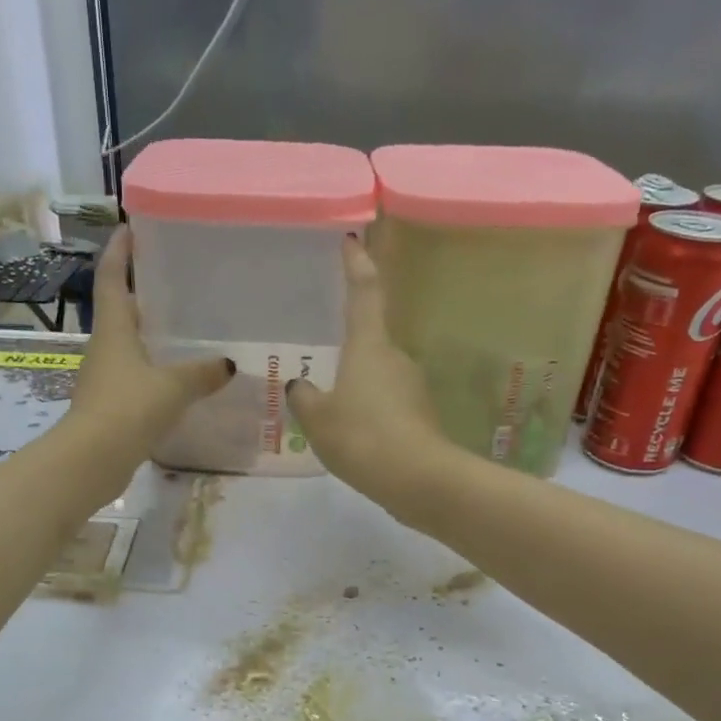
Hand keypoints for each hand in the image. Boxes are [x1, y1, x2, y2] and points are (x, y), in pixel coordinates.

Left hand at [68, 227, 232, 448]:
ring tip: (182, 327)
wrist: (92, 460)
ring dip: (148, 333)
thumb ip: (202, 373)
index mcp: (113, 329)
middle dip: (140, 291)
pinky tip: (177, 377)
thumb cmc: (128, 409)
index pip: (111, 278)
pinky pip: (135, 375)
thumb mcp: (172, 387)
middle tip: (171, 277)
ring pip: (128, 344)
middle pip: (120, 310)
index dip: (118, 252)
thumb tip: (227, 364)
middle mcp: (105, 347)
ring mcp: (105, 377)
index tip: (129, 228)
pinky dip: (153, 369)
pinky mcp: (110, 404)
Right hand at [286, 237, 449, 506]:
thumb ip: (304, 398)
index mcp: (369, 346)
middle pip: (368, 342)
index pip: (364, 292)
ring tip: (330, 416)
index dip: (357, 265)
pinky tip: (353, 439)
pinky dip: (369, 415)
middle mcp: (395, 358)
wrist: (419, 480)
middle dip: (346, 354)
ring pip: (376, 378)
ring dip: (355, 389)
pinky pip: (386, 406)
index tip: (351, 241)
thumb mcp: (318, 419)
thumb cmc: (362, 437)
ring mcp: (412, 387)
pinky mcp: (420, 416)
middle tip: (319, 372)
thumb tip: (300, 385)